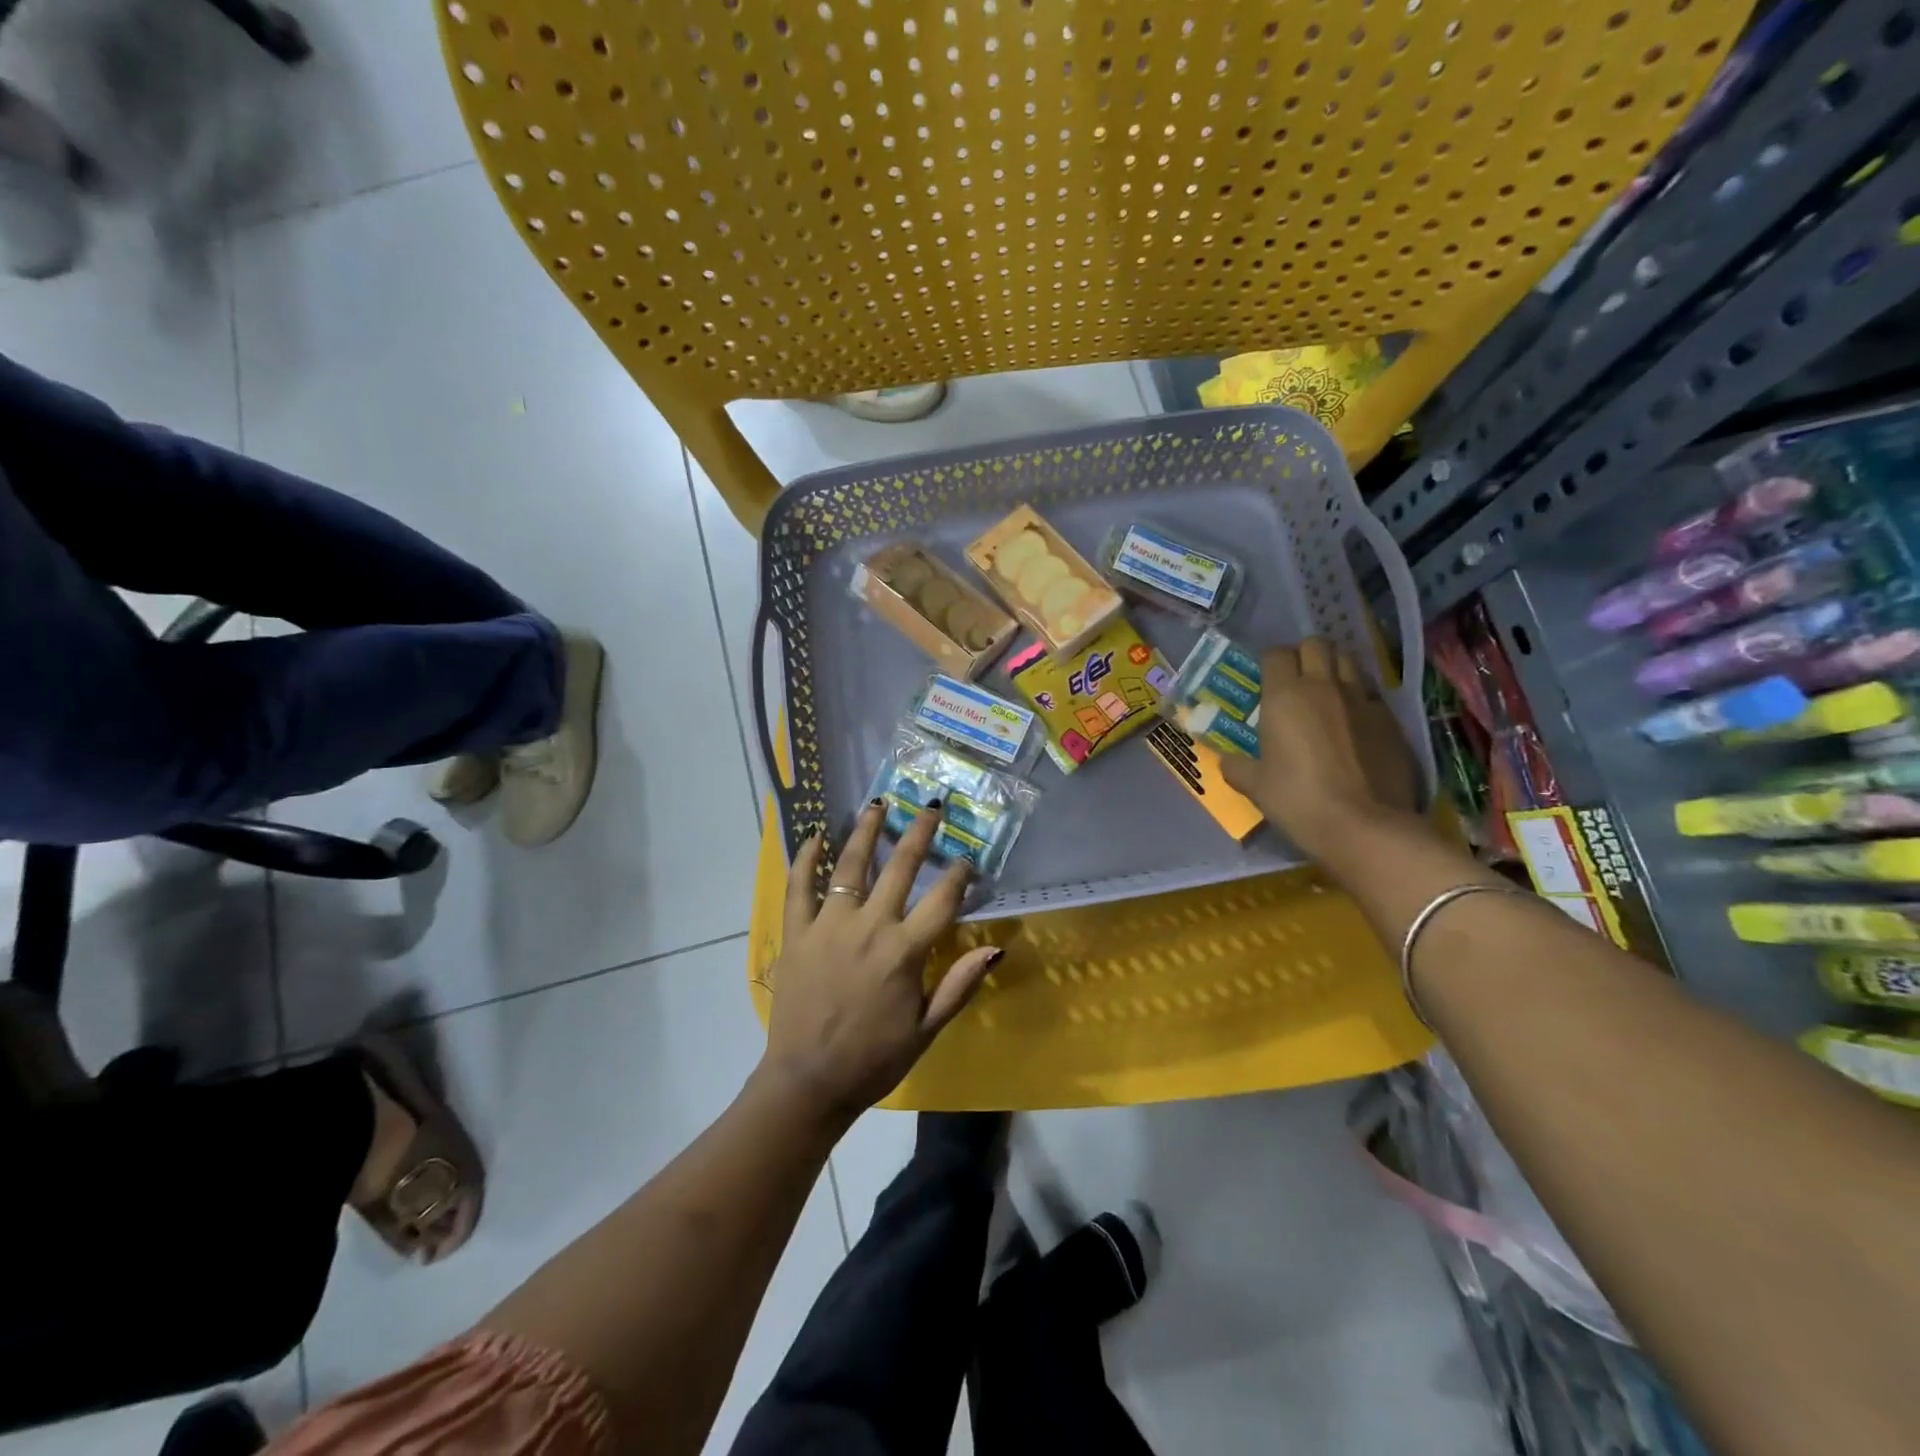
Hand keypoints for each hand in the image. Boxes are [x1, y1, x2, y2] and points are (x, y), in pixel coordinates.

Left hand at [762, 801, 1000, 1125]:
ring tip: (878, 805)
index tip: (966, 858)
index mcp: (905, 951)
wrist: (808, 1082)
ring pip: (850, 866)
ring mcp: (830, 925)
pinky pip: (799, 887)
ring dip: (866, 832)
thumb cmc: (874, 1059)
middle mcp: (870, 927)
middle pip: (900, 868)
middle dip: (919, 833)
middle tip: (930, 808)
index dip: (958, 874)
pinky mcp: (798, 933)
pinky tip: (814, 836)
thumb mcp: (927, 1029)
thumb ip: (960, 984)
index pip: (942, 900)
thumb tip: (996, 948)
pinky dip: (806, 859)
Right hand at [1218, 638, 1420, 860]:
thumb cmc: (1298, 801)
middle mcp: (1324, 686)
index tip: (1265, 679)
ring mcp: (1362, 700)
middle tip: (1296, 679)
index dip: (1270, 662)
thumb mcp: (1256, 787)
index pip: (1276, 654)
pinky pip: (1371, 693)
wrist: (1365, 826)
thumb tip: (1226, 761)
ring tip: (1327, 692)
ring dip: (1335, 669)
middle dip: (1305, 655)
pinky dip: (1360, 698)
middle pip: (1317, 644)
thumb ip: (1238, 767)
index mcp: (1284, 696)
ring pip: (1348, 662)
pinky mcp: (1391, 719)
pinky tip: (1354, 721)